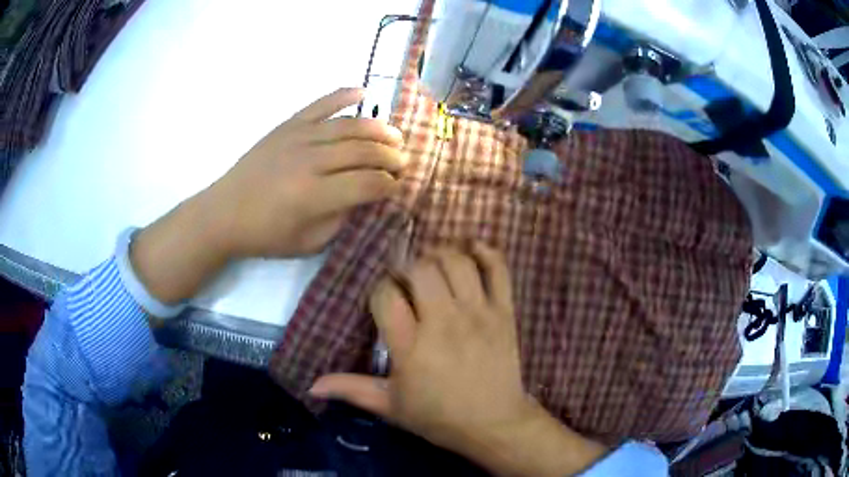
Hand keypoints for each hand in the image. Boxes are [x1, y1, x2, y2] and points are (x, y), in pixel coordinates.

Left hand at [207, 87, 404, 256]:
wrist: (224, 212)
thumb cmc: (265, 234)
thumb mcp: (308, 243)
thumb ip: (341, 221)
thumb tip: (367, 199)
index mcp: (314, 196)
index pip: (367, 184)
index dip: (389, 185)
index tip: (398, 187)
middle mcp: (310, 161)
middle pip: (363, 152)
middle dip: (390, 157)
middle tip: (403, 161)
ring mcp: (298, 137)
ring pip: (349, 126)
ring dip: (378, 129)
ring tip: (395, 135)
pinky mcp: (287, 125)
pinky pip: (320, 104)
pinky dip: (343, 95)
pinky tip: (363, 92)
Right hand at [309, 244, 606, 475]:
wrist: (494, 424)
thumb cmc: (438, 417)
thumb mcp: (390, 406)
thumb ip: (351, 390)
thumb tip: (311, 385)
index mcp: (411, 347)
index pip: (386, 296)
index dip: (381, 289)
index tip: (385, 299)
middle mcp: (444, 323)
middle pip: (421, 269)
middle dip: (408, 266)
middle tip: (408, 281)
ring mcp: (478, 314)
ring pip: (457, 262)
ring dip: (441, 255)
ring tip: (434, 267)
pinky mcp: (504, 313)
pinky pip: (498, 270)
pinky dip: (486, 252)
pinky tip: (472, 251)